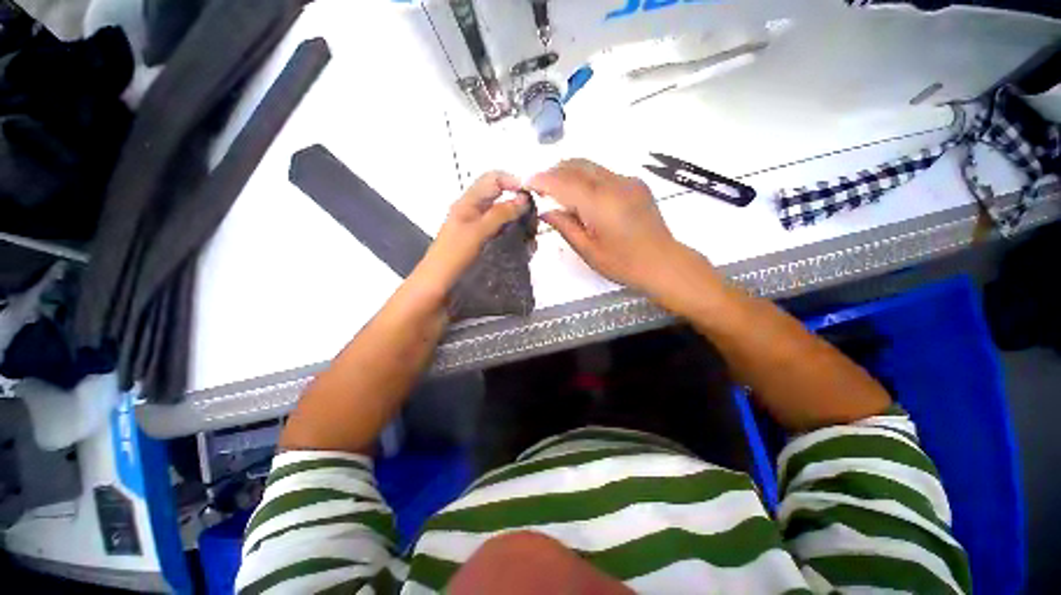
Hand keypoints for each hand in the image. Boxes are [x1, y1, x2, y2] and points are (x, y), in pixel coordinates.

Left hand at [412, 171, 529, 299]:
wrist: (437, 288)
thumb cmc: (453, 257)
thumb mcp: (477, 232)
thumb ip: (500, 214)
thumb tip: (524, 198)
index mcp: (468, 203)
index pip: (494, 179)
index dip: (513, 182)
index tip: (532, 197)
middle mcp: (474, 213)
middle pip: (501, 198)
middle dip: (519, 205)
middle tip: (535, 220)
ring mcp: (479, 230)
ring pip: (504, 218)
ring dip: (519, 223)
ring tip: (532, 237)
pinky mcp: (483, 245)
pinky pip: (502, 234)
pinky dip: (514, 237)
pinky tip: (524, 248)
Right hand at [527, 159, 692, 293]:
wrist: (663, 263)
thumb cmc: (623, 263)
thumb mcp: (588, 250)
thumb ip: (565, 226)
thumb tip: (546, 211)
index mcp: (599, 203)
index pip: (563, 181)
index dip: (542, 179)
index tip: (526, 182)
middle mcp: (614, 183)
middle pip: (577, 165)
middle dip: (554, 171)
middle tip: (540, 187)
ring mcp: (627, 181)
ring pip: (591, 166)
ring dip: (570, 172)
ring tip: (558, 190)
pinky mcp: (636, 184)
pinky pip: (605, 173)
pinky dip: (587, 178)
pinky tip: (584, 196)